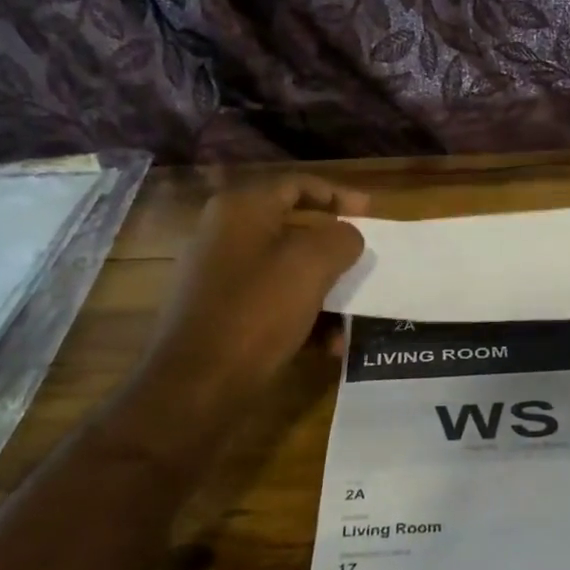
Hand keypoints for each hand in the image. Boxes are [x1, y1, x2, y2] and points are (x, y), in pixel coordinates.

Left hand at [147, 175, 367, 405]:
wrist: (197, 385)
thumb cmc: (257, 311)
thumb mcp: (311, 264)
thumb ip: (341, 238)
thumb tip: (347, 237)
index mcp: (241, 209)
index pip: (297, 185)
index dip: (339, 194)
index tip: (372, 214)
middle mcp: (225, 236)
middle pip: (293, 230)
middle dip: (334, 251)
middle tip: (365, 264)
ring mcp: (219, 278)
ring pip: (287, 272)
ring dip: (325, 292)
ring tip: (352, 318)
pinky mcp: (221, 316)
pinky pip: (272, 304)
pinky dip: (303, 318)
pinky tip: (328, 346)